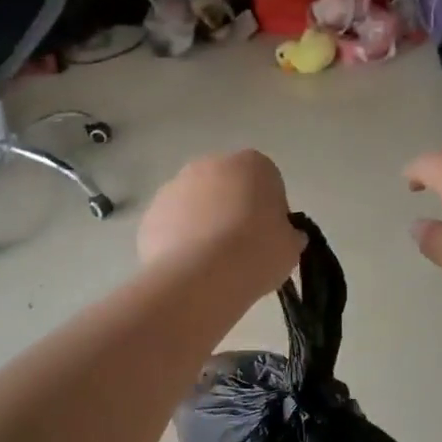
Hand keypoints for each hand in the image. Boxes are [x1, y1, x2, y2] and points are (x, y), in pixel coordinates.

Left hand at [139, 150, 304, 297]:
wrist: (201, 277)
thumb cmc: (257, 253)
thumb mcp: (291, 247)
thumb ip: (288, 234)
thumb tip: (286, 236)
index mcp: (251, 164)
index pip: (267, 181)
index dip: (270, 211)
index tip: (269, 238)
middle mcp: (209, 164)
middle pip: (226, 187)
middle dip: (232, 211)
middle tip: (241, 249)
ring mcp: (174, 187)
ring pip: (195, 205)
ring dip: (204, 225)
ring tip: (213, 264)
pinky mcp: (150, 214)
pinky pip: (172, 226)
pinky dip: (179, 242)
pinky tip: (190, 269)